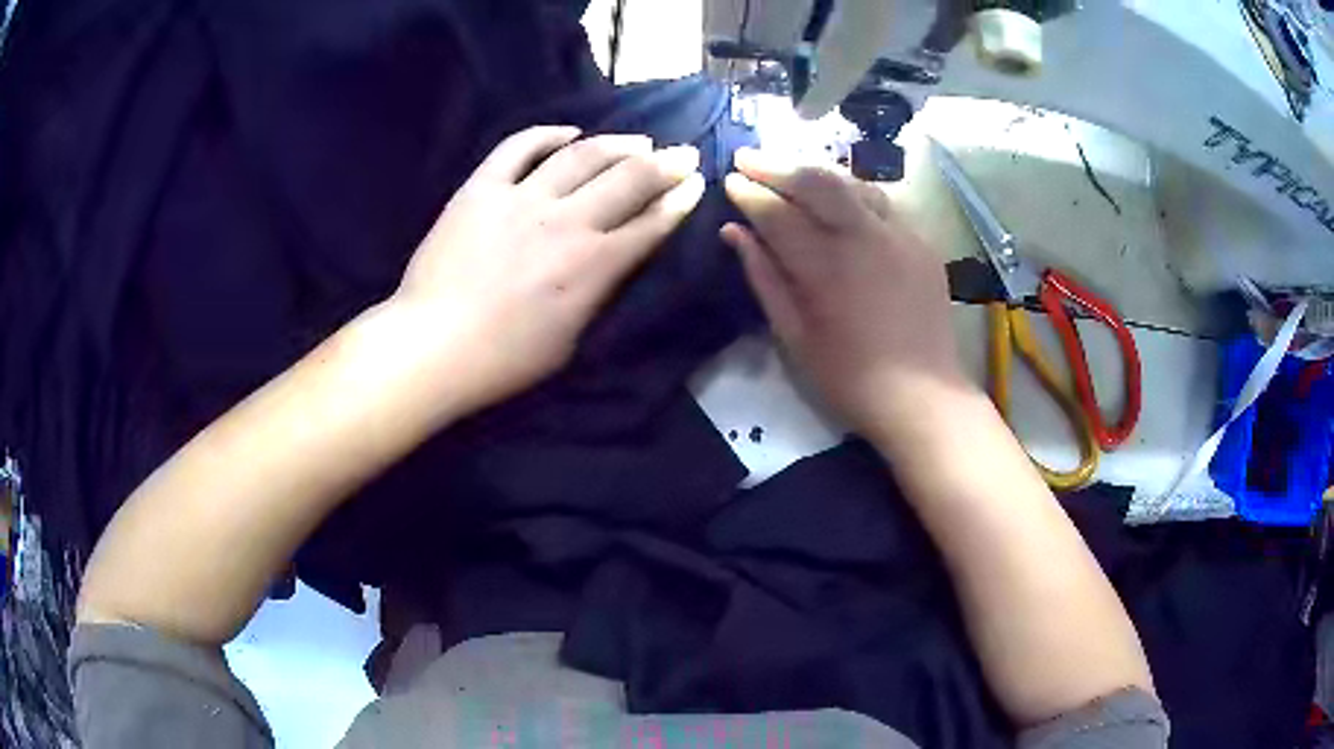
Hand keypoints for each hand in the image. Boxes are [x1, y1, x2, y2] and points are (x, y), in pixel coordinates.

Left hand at [391, 126, 704, 414]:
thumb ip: (598, 292)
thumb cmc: (505, 360)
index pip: (651, 223)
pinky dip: (547, 134)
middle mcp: (566, 221)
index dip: (680, 201)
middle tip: (684, 154)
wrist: (433, 345)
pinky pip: (519, 148)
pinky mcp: (482, 188)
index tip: (696, 185)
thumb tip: (613, 259)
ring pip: (582, 155)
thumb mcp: (571, 339)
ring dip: (619, 144)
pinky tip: (569, 132)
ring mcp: (522, 198)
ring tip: (640, 141)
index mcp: (593, 265)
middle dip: (666, 164)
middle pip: (629, 179)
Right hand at [721, 147, 965, 439]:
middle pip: (816, 181)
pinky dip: (851, 193)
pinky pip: (880, 202)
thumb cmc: (849, 377)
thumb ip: (764, 278)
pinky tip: (838, 202)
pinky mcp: (921, 241)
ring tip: (790, 174)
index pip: (777, 212)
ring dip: (815, 174)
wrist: (923, 395)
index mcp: (826, 266)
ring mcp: (899, 234)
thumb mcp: (794, 337)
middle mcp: (864, 237)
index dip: (749, 193)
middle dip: (777, 165)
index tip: (729, 180)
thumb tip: (734, 232)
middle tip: (748, 158)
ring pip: (851, 183)